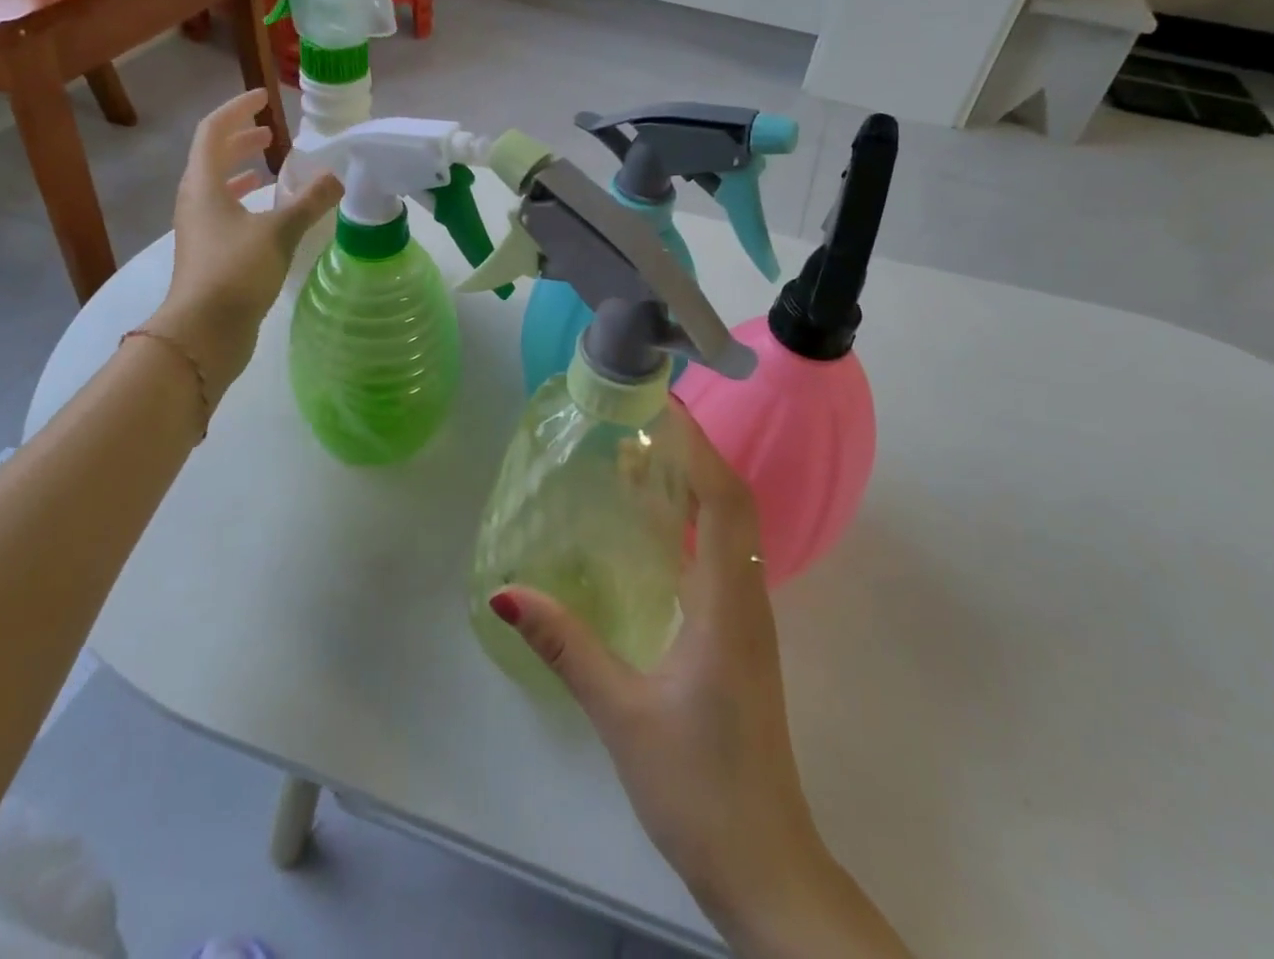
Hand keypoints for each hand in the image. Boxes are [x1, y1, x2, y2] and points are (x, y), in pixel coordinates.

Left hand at [147, 90, 340, 390]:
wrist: (203, 333)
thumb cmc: (235, 273)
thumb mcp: (279, 233)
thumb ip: (310, 202)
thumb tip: (338, 177)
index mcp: (203, 185)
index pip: (214, 131)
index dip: (237, 110)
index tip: (263, 99)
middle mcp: (195, 201)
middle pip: (213, 157)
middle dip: (241, 140)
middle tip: (272, 134)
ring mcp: (199, 230)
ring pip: (218, 187)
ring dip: (243, 171)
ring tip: (272, 169)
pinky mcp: (209, 254)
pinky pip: (225, 213)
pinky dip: (247, 203)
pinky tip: (269, 214)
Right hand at [490, 408, 910, 957]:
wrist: (766, 867)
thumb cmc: (699, 786)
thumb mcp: (622, 713)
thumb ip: (566, 647)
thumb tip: (508, 591)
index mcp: (728, 603)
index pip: (724, 500)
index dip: (698, 446)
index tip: (664, 406)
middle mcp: (746, 599)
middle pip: (731, 504)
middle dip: (692, 454)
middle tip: (642, 421)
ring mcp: (747, 621)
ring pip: (729, 530)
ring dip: (692, 487)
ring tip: (639, 459)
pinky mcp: (739, 640)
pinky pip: (719, 558)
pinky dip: (691, 525)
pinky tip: (653, 531)